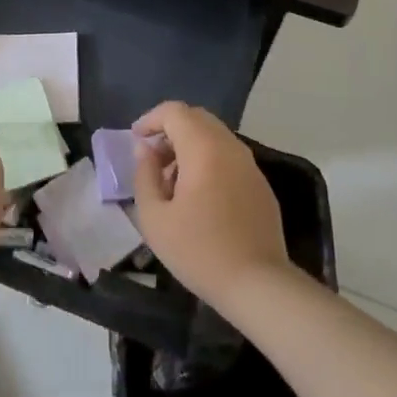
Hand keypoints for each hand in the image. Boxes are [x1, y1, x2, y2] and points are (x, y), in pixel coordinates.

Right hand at [132, 101, 291, 307]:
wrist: (258, 284)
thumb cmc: (199, 251)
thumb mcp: (155, 218)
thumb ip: (144, 176)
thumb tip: (146, 150)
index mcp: (203, 148)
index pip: (174, 111)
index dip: (151, 119)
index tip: (136, 140)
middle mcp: (230, 146)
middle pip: (196, 118)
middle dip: (170, 130)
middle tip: (152, 159)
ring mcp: (250, 164)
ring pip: (214, 137)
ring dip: (190, 146)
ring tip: (172, 181)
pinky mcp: (260, 184)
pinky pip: (229, 157)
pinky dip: (209, 160)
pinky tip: (199, 196)